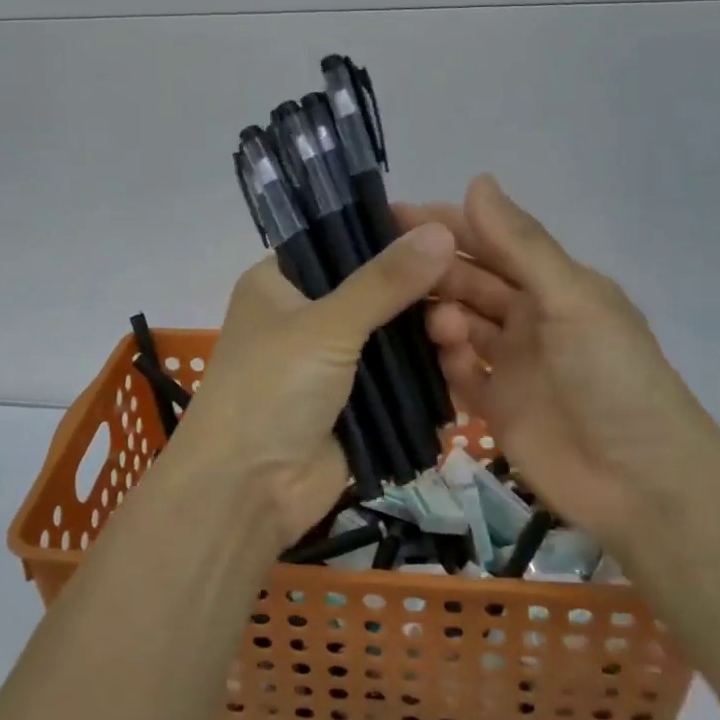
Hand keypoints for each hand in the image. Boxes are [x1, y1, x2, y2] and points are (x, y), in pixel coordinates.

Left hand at [165, 222, 456, 548]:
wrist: (247, 493)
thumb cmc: (271, 390)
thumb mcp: (326, 327)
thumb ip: (384, 281)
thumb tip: (439, 230)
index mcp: (281, 281)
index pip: (342, 239)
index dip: (391, 231)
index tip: (446, 226)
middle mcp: (307, 314)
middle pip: (375, 287)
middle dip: (421, 287)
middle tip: (471, 282)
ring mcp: (334, 360)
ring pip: (394, 332)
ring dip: (429, 330)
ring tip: (465, 329)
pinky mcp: (357, 401)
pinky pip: (401, 374)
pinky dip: (429, 368)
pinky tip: (465, 358)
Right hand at [400, 175, 719, 549]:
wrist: (642, 485)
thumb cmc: (613, 378)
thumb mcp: (572, 300)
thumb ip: (521, 245)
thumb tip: (476, 180)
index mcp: (553, 286)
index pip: (492, 242)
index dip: (449, 225)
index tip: (397, 213)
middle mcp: (528, 318)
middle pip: (470, 282)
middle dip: (435, 271)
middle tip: (392, 266)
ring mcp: (511, 364)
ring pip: (459, 325)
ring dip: (441, 318)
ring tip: (438, 324)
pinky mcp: (496, 407)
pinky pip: (459, 374)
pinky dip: (448, 363)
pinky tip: (448, 360)